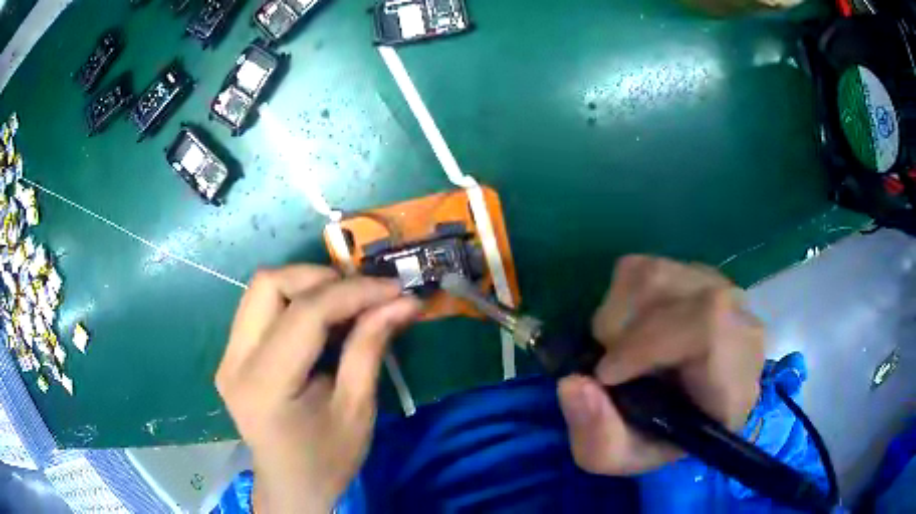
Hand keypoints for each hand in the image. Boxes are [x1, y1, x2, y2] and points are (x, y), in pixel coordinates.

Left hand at [215, 266, 420, 512]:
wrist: (290, 486)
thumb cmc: (327, 459)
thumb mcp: (357, 410)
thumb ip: (370, 348)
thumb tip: (403, 301)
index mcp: (265, 385)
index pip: (305, 313)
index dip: (353, 292)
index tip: (394, 289)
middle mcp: (234, 362)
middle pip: (269, 284)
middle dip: (321, 278)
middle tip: (363, 295)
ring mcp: (227, 356)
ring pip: (261, 288)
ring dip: (306, 285)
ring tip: (345, 303)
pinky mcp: (231, 355)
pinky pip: (259, 307)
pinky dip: (293, 300)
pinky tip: (320, 318)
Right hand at [558, 255, 764, 474]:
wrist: (685, 409)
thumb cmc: (658, 438)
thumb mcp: (621, 457)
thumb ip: (597, 437)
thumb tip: (572, 383)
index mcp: (736, 381)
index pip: (709, 327)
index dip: (649, 342)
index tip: (607, 375)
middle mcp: (739, 323)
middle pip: (678, 295)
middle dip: (624, 330)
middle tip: (609, 368)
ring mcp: (719, 288)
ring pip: (655, 274)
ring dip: (617, 314)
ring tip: (618, 350)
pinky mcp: (694, 271)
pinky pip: (644, 266)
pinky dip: (619, 298)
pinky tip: (629, 328)